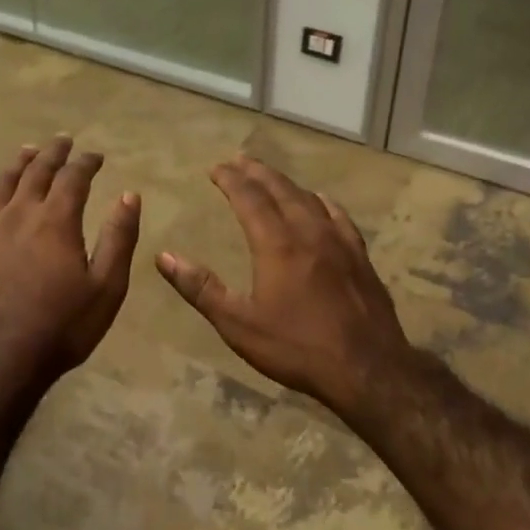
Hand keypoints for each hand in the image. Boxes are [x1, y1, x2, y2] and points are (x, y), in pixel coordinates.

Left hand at [0, 136, 140, 404]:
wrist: (0, 360)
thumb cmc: (62, 327)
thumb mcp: (106, 287)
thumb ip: (119, 237)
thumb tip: (130, 195)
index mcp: (57, 221)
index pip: (74, 178)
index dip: (87, 162)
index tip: (97, 155)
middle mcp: (22, 214)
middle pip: (38, 172)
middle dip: (54, 154)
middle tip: (64, 141)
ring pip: (3, 183)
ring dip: (19, 162)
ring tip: (28, 149)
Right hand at [156, 156, 411, 411]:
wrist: (367, 369)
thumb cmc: (296, 347)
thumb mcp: (238, 324)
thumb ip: (200, 288)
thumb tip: (163, 257)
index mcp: (276, 244)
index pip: (249, 198)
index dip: (230, 179)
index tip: (215, 168)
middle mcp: (308, 231)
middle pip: (280, 189)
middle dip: (256, 172)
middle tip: (238, 160)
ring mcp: (339, 242)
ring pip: (309, 198)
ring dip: (286, 183)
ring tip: (270, 177)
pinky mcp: (360, 256)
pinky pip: (339, 216)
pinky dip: (322, 201)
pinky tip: (321, 201)